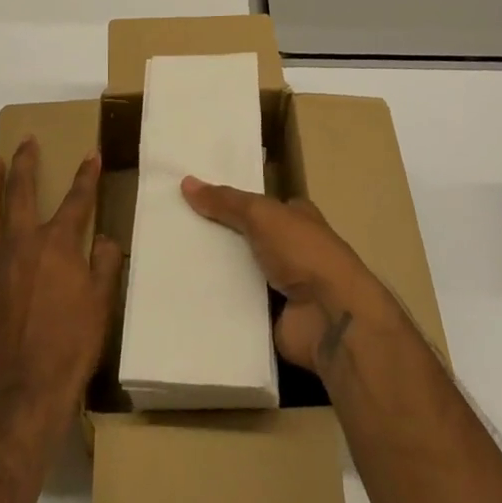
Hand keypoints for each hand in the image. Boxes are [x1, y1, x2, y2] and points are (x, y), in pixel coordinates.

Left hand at [0, 138, 123, 426]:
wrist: (24, 392)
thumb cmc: (71, 346)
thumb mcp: (102, 302)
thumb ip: (107, 263)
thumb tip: (105, 239)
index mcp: (56, 244)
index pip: (76, 199)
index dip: (86, 175)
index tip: (91, 155)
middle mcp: (20, 243)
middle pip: (20, 190)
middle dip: (26, 161)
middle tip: (26, 142)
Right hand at [181, 177, 390, 373]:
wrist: (330, 316)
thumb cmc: (303, 252)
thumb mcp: (261, 214)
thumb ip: (226, 201)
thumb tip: (186, 182)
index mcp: (296, 217)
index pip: (258, 204)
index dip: (230, 201)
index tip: (194, 199)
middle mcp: (291, 249)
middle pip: (246, 238)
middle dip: (217, 236)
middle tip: (175, 230)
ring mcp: (282, 287)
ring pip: (240, 272)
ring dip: (215, 271)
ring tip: (170, 262)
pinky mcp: (271, 319)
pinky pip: (237, 307)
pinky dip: (218, 303)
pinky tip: (185, 296)